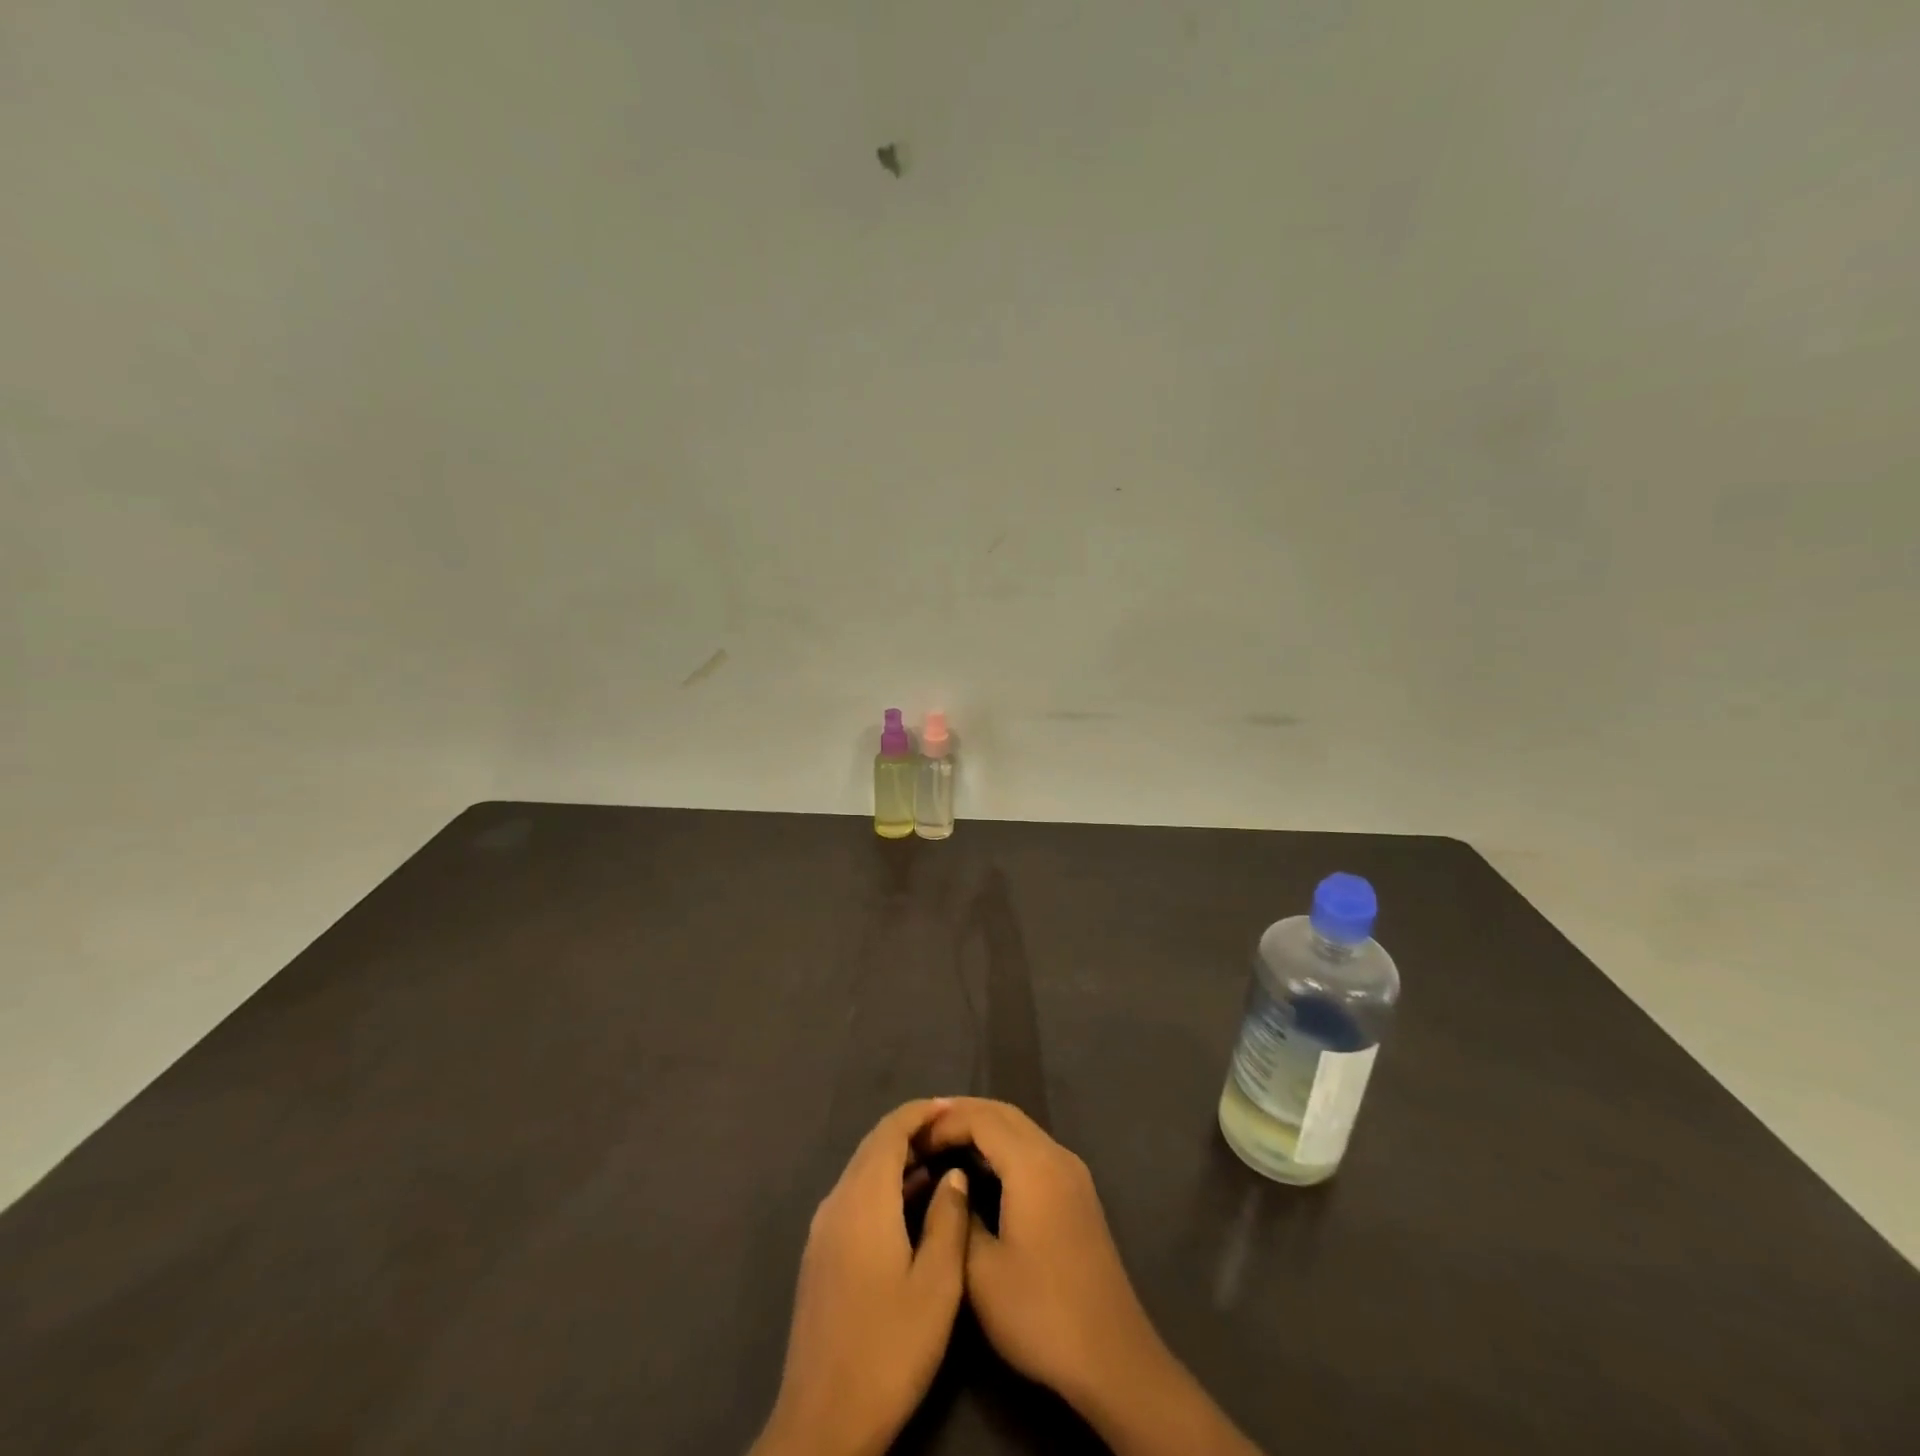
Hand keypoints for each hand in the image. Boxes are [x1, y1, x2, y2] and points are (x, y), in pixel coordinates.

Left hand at [752, 1099, 971, 1455]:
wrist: (822, 1423)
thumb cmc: (888, 1349)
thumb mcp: (936, 1285)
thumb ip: (948, 1219)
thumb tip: (953, 1172)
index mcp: (863, 1199)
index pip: (890, 1130)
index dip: (921, 1112)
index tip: (953, 1107)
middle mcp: (837, 1201)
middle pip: (874, 1146)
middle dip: (912, 1131)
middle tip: (952, 1131)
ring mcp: (823, 1229)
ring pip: (863, 1172)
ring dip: (898, 1159)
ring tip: (941, 1161)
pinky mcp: (820, 1254)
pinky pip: (855, 1197)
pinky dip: (884, 1185)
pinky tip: (911, 1204)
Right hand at [922, 1098, 1163, 1412]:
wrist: (1112, 1358)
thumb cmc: (1040, 1313)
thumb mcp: (981, 1273)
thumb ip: (960, 1217)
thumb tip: (952, 1186)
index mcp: (1032, 1164)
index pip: (982, 1118)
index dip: (945, 1122)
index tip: (913, 1138)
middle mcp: (1056, 1155)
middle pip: (1004, 1113)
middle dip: (963, 1114)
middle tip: (925, 1130)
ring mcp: (1072, 1173)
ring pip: (1022, 1129)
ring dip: (985, 1128)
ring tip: (946, 1144)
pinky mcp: (1078, 1193)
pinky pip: (1034, 1149)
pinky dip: (1004, 1146)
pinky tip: (982, 1169)